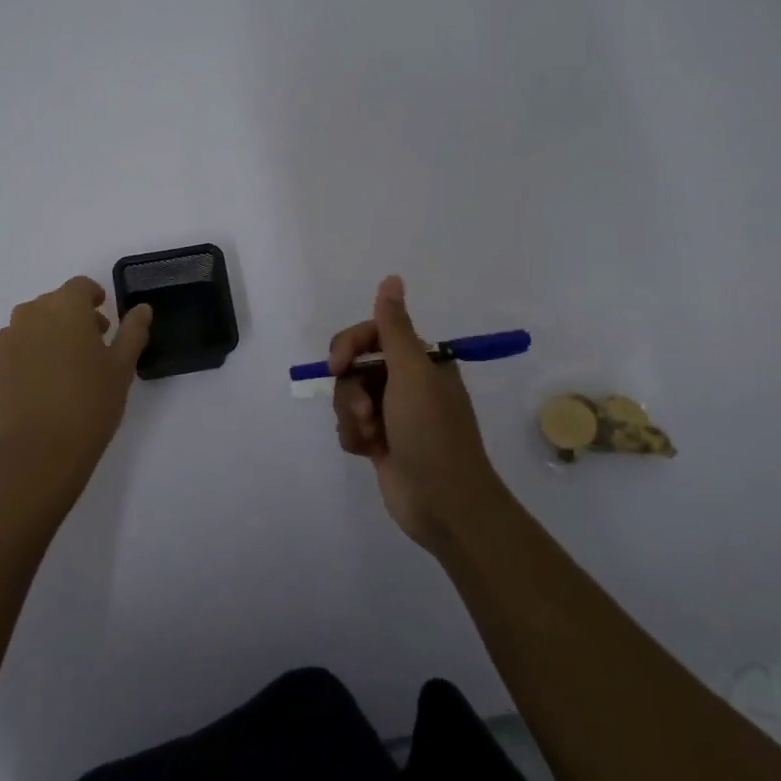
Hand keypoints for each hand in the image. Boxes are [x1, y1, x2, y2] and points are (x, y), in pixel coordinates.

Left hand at [0, 276, 152, 509]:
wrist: (38, 450)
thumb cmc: (90, 403)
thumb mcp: (122, 366)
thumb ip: (132, 331)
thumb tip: (141, 309)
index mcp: (65, 306)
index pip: (80, 287)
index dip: (94, 298)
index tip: (105, 320)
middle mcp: (31, 313)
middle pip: (55, 303)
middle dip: (73, 317)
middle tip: (92, 348)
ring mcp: (7, 339)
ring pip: (32, 325)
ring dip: (49, 334)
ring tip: (65, 368)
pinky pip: (15, 347)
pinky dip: (29, 354)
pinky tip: (42, 384)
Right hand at [328, 275, 509, 549]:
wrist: (444, 503)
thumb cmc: (431, 431)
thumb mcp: (412, 372)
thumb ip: (394, 326)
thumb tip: (392, 278)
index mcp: (421, 362)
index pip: (371, 335)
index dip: (349, 346)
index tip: (336, 365)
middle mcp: (406, 383)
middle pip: (354, 367)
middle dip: (352, 390)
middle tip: (366, 412)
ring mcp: (393, 415)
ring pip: (349, 398)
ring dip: (352, 416)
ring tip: (371, 436)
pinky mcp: (381, 443)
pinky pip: (350, 426)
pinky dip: (354, 437)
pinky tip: (368, 452)